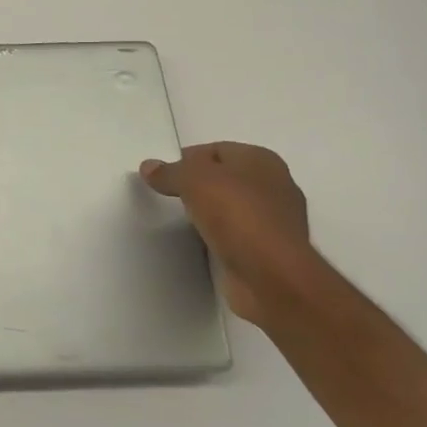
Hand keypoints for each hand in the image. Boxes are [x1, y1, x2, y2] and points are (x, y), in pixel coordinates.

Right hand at [140, 142, 314, 329]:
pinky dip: (220, 237)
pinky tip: (202, 243)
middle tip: (170, 197)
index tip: (165, 177)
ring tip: (183, 221)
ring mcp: (277, 221)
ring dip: (210, 214)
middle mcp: (275, 185)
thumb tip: (149, 167)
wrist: (272, 276)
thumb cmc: (237, 214)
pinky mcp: (272, 252)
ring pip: (232, 208)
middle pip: (225, 178)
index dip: (187, 160)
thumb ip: (169, 172)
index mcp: (262, 159)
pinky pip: (237, 235)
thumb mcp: (192, 180)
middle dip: (199, 186)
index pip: (216, 150)